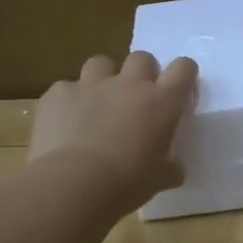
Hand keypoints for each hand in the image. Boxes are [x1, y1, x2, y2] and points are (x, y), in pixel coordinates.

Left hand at [27, 52, 198, 211]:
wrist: (73, 184)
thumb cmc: (127, 182)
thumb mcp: (161, 178)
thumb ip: (171, 166)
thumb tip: (174, 167)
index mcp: (162, 102)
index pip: (183, 68)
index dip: (184, 74)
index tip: (179, 90)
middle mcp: (129, 85)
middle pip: (142, 58)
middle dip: (142, 73)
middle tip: (137, 98)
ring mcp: (91, 85)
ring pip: (101, 63)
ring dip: (103, 78)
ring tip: (98, 102)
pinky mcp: (58, 93)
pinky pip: (65, 88)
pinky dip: (68, 101)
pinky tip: (65, 123)